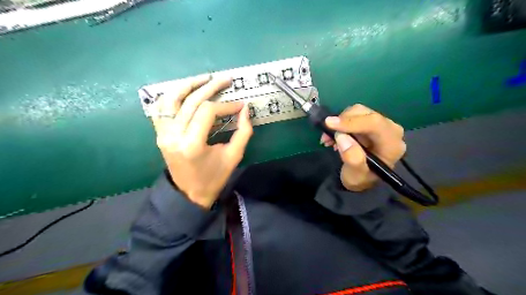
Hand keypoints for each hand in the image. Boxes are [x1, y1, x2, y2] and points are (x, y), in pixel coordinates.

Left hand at [151, 75, 253, 208]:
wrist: (189, 193)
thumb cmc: (213, 178)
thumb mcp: (233, 157)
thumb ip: (243, 132)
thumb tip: (246, 109)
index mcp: (192, 144)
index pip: (208, 112)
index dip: (226, 105)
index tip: (240, 105)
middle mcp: (173, 135)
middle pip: (191, 101)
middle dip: (211, 87)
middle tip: (226, 79)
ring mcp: (163, 133)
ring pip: (171, 98)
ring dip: (189, 84)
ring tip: (205, 78)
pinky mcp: (159, 133)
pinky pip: (161, 107)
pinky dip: (172, 95)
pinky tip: (185, 90)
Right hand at [321, 105, 405, 192]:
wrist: (361, 179)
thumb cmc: (360, 179)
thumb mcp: (355, 176)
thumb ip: (352, 159)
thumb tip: (342, 137)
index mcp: (392, 144)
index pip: (374, 124)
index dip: (351, 122)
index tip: (329, 124)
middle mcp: (390, 130)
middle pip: (366, 114)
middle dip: (343, 122)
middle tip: (327, 136)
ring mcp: (381, 125)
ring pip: (358, 111)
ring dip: (340, 122)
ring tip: (329, 139)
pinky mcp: (371, 123)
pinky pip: (354, 115)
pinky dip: (341, 122)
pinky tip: (334, 136)